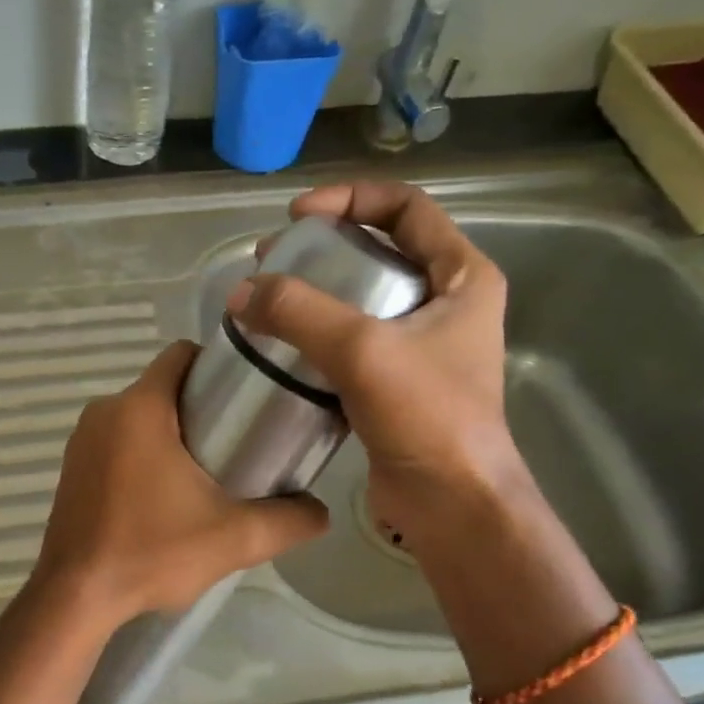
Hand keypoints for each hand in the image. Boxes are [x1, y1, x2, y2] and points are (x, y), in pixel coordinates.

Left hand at [30, 340, 328, 627]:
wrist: (76, 598)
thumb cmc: (151, 552)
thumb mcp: (233, 538)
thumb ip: (287, 521)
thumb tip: (320, 511)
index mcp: (139, 408)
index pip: (182, 355)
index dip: (218, 367)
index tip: (247, 399)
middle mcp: (104, 412)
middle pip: (163, 387)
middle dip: (201, 407)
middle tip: (238, 443)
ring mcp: (81, 440)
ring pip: (139, 416)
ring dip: (171, 433)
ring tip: (205, 473)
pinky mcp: (71, 468)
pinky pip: (116, 442)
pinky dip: (141, 454)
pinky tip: (162, 496)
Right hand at [228, 180, 523, 545]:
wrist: (452, 503)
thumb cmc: (427, 417)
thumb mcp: (363, 351)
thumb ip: (300, 313)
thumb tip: (240, 293)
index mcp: (463, 277)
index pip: (407, 208)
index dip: (351, 199)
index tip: (298, 217)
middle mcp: (448, 304)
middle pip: (381, 251)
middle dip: (324, 248)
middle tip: (272, 259)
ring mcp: (423, 347)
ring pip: (363, 300)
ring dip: (316, 294)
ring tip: (267, 300)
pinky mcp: (397, 385)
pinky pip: (352, 344)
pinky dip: (317, 338)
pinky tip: (282, 347)